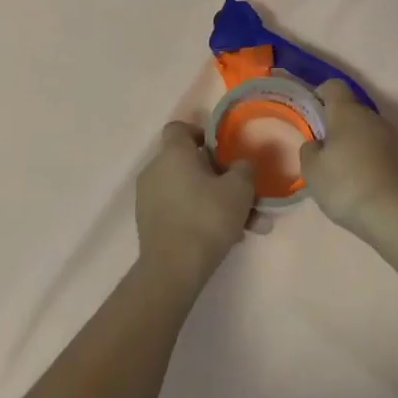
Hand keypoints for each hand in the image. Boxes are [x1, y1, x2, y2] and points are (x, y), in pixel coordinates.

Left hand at [135, 122, 254, 294]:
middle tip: (245, 196)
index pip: (180, 128)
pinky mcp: (150, 224)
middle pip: (190, 164)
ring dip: (218, 204)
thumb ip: (243, 169)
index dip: (200, 133)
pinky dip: (202, 219)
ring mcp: (149, 198)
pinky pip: (181, 211)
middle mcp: (155, 170)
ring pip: (190, 192)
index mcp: (173, 153)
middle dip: (221, 179)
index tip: (221, 149)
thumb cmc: (207, 217)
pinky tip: (229, 239)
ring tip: (248, 227)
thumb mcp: (239, 189)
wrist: (173, 269)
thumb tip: (239, 166)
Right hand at [299, 79, 397, 239]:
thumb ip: (309, 149)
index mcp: (347, 112)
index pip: (333, 86)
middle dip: (336, 125)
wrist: (395, 215)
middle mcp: (373, 116)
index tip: (312, 116)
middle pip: (351, 110)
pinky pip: (380, 149)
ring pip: (367, 130)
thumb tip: (317, 144)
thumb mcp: (312, 170)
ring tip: (343, 172)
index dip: (320, 95)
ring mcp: (393, 137)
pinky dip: (370, 159)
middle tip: (323, 151)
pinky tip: (362, 183)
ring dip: (354, 143)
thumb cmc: (346, 185)